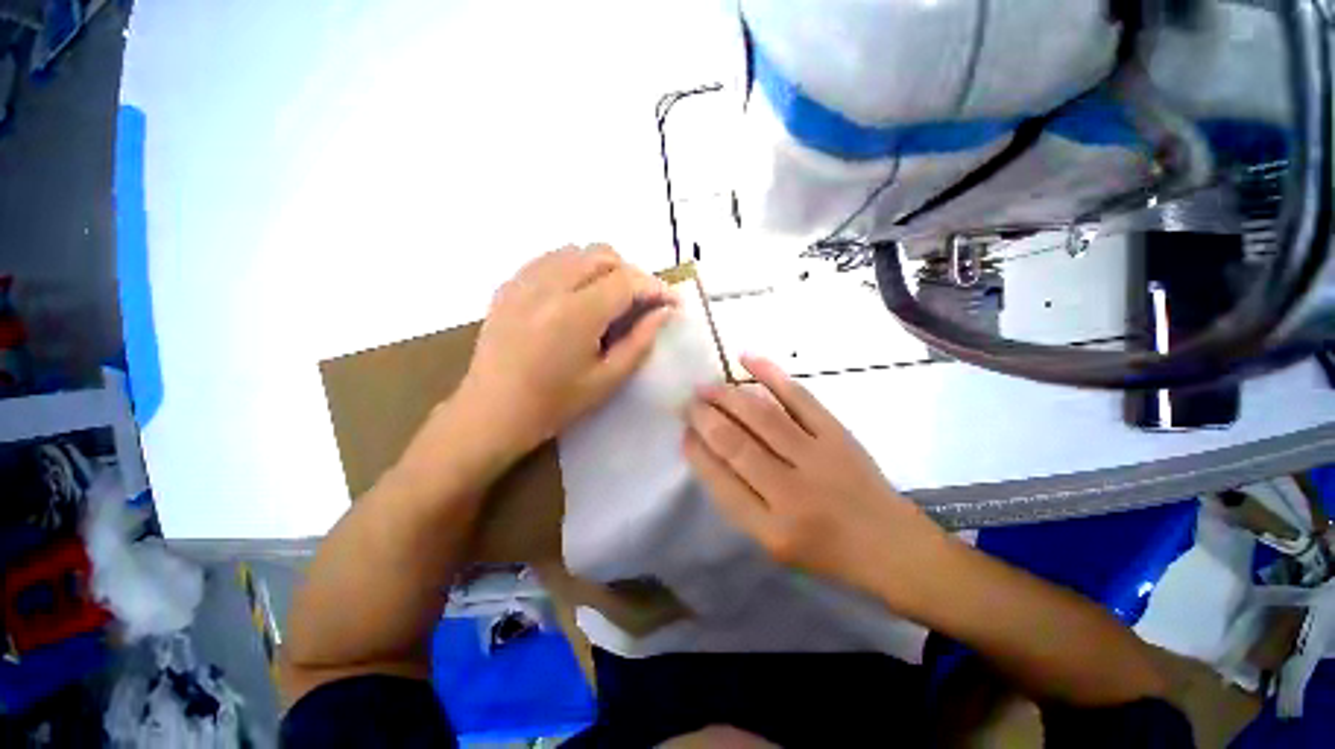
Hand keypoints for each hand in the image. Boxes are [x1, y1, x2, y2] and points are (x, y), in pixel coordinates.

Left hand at [458, 245, 676, 457]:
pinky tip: (578, 294)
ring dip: (603, 267)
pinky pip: (551, 259)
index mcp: (576, 314)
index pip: (626, 281)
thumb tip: (664, 312)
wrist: (491, 412)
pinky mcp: (509, 285)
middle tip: (642, 302)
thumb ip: (640, 341)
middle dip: (631, 274)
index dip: (655, 287)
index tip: (671, 302)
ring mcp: (524, 281)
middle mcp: (549, 285)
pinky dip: (575, 268)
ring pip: (577, 251)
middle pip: (603, 255)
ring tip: (610, 298)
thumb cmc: (555, 404)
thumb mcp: (608, 379)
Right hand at [683, 355, 948, 607]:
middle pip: (736, 443)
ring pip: (761, 416)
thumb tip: (707, 452)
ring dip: (727, 396)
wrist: (893, 547)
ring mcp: (819, 458)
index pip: (720, 480)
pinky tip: (747, 358)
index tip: (683, 432)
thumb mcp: (774, 546)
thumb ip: (740, 502)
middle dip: (704, 418)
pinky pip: (799, 397)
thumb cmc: (827, 554)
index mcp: (772, 530)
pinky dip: (771, 374)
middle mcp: (792, 493)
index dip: (696, 451)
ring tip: (705, 387)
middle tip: (687, 402)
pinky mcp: (838, 434)